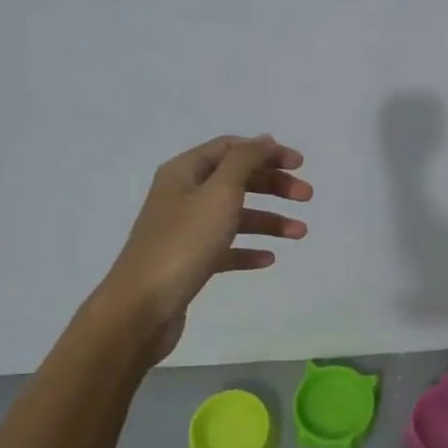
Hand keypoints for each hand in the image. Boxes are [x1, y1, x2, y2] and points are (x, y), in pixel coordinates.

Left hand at [94, 134, 310, 360]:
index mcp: (184, 172)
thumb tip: (264, 140)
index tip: (300, 165)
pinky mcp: (189, 261)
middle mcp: (183, 196)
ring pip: (235, 216)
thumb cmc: (183, 243)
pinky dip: (248, 249)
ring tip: (300, 234)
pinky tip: (268, 259)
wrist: (141, 307)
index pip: (231, 149)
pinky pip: (225, 248)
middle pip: (236, 180)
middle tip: (306, 197)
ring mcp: (185, 230)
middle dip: (273, 186)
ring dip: (269, 220)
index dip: (266, 152)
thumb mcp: (219, 193)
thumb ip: (245, 161)